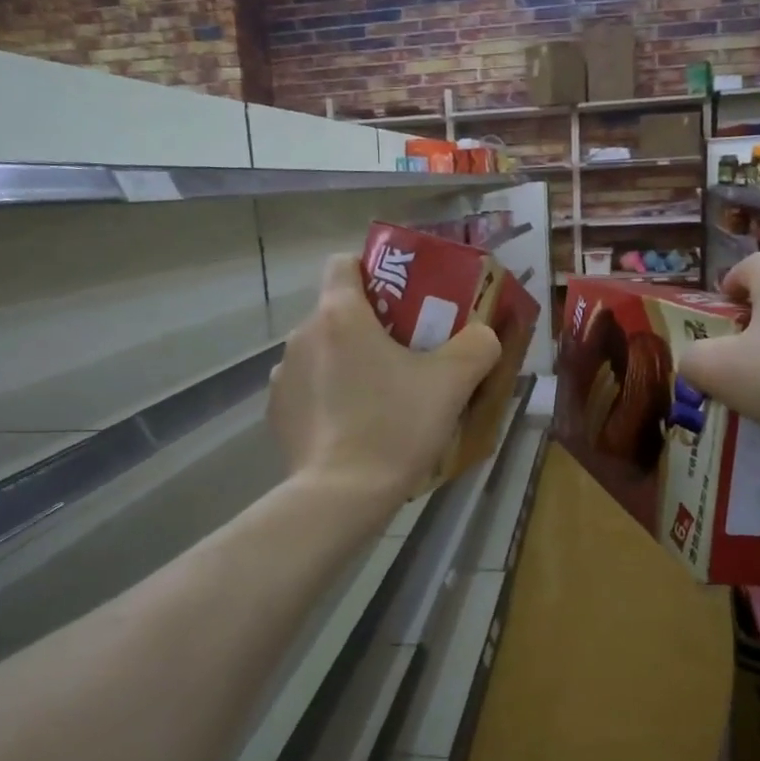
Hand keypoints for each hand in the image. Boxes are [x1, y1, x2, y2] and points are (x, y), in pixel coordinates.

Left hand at [269, 254, 502, 502]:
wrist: (341, 497)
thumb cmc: (395, 426)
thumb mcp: (452, 383)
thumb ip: (477, 346)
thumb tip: (483, 335)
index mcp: (340, 314)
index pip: (343, 263)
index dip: (372, 271)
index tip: (399, 297)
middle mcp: (302, 335)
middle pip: (337, 312)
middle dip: (369, 325)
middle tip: (406, 353)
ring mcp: (282, 376)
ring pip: (322, 352)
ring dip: (347, 362)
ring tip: (380, 395)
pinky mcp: (276, 413)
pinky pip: (308, 389)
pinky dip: (329, 396)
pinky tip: (353, 426)